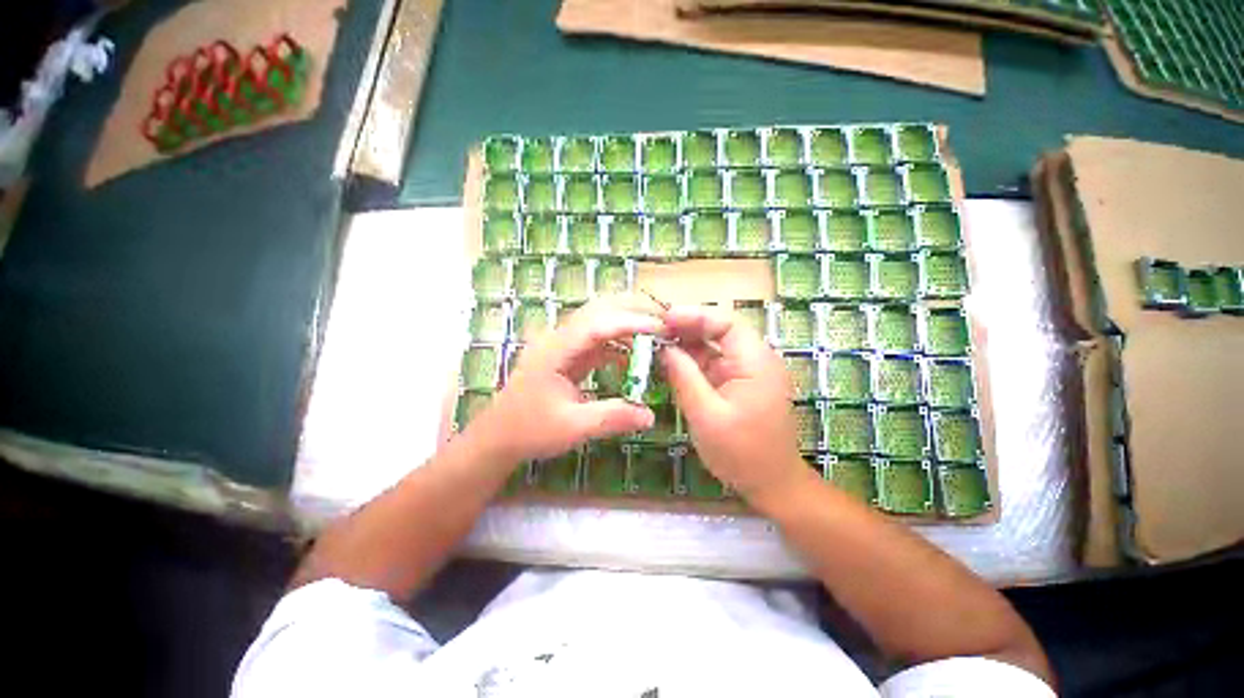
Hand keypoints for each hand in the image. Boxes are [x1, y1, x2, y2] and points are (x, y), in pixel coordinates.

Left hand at [471, 295, 661, 463]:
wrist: (498, 436)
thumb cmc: (530, 430)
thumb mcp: (573, 428)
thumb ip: (612, 418)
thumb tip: (650, 415)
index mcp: (555, 350)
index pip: (598, 325)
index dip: (631, 323)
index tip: (661, 328)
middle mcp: (558, 338)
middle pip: (598, 310)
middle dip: (632, 309)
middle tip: (665, 319)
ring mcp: (562, 344)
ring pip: (599, 320)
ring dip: (627, 322)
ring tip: (656, 331)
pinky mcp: (567, 354)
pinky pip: (597, 339)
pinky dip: (619, 341)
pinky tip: (635, 353)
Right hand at [661, 304, 806, 504]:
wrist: (771, 484)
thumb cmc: (742, 453)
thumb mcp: (706, 414)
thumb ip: (684, 377)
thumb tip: (664, 348)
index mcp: (755, 362)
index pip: (726, 323)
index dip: (695, 316)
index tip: (664, 319)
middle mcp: (754, 360)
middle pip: (718, 332)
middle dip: (686, 329)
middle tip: (654, 331)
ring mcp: (745, 372)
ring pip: (712, 348)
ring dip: (685, 346)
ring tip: (655, 345)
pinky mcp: (736, 384)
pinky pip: (711, 365)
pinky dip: (690, 363)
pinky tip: (669, 364)